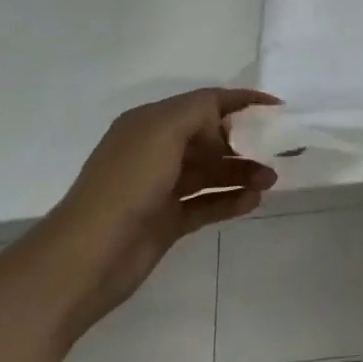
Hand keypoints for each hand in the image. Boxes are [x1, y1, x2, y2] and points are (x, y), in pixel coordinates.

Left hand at [38, 89, 277, 326]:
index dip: (241, 101)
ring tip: (270, 180)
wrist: (85, 260)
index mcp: (151, 122)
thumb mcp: (163, 130)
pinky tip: (253, 202)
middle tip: (278, 151)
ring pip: (211, 171)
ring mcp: (161, 188)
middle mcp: (156, 150)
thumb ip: (200, 112)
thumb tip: (224, 126)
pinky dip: (230, 201)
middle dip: (245, 141)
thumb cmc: (126, 184)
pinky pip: (206, 204)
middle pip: (211, 137)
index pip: (205, 102)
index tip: (277, 108)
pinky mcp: (166, 221)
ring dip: (242, 172)